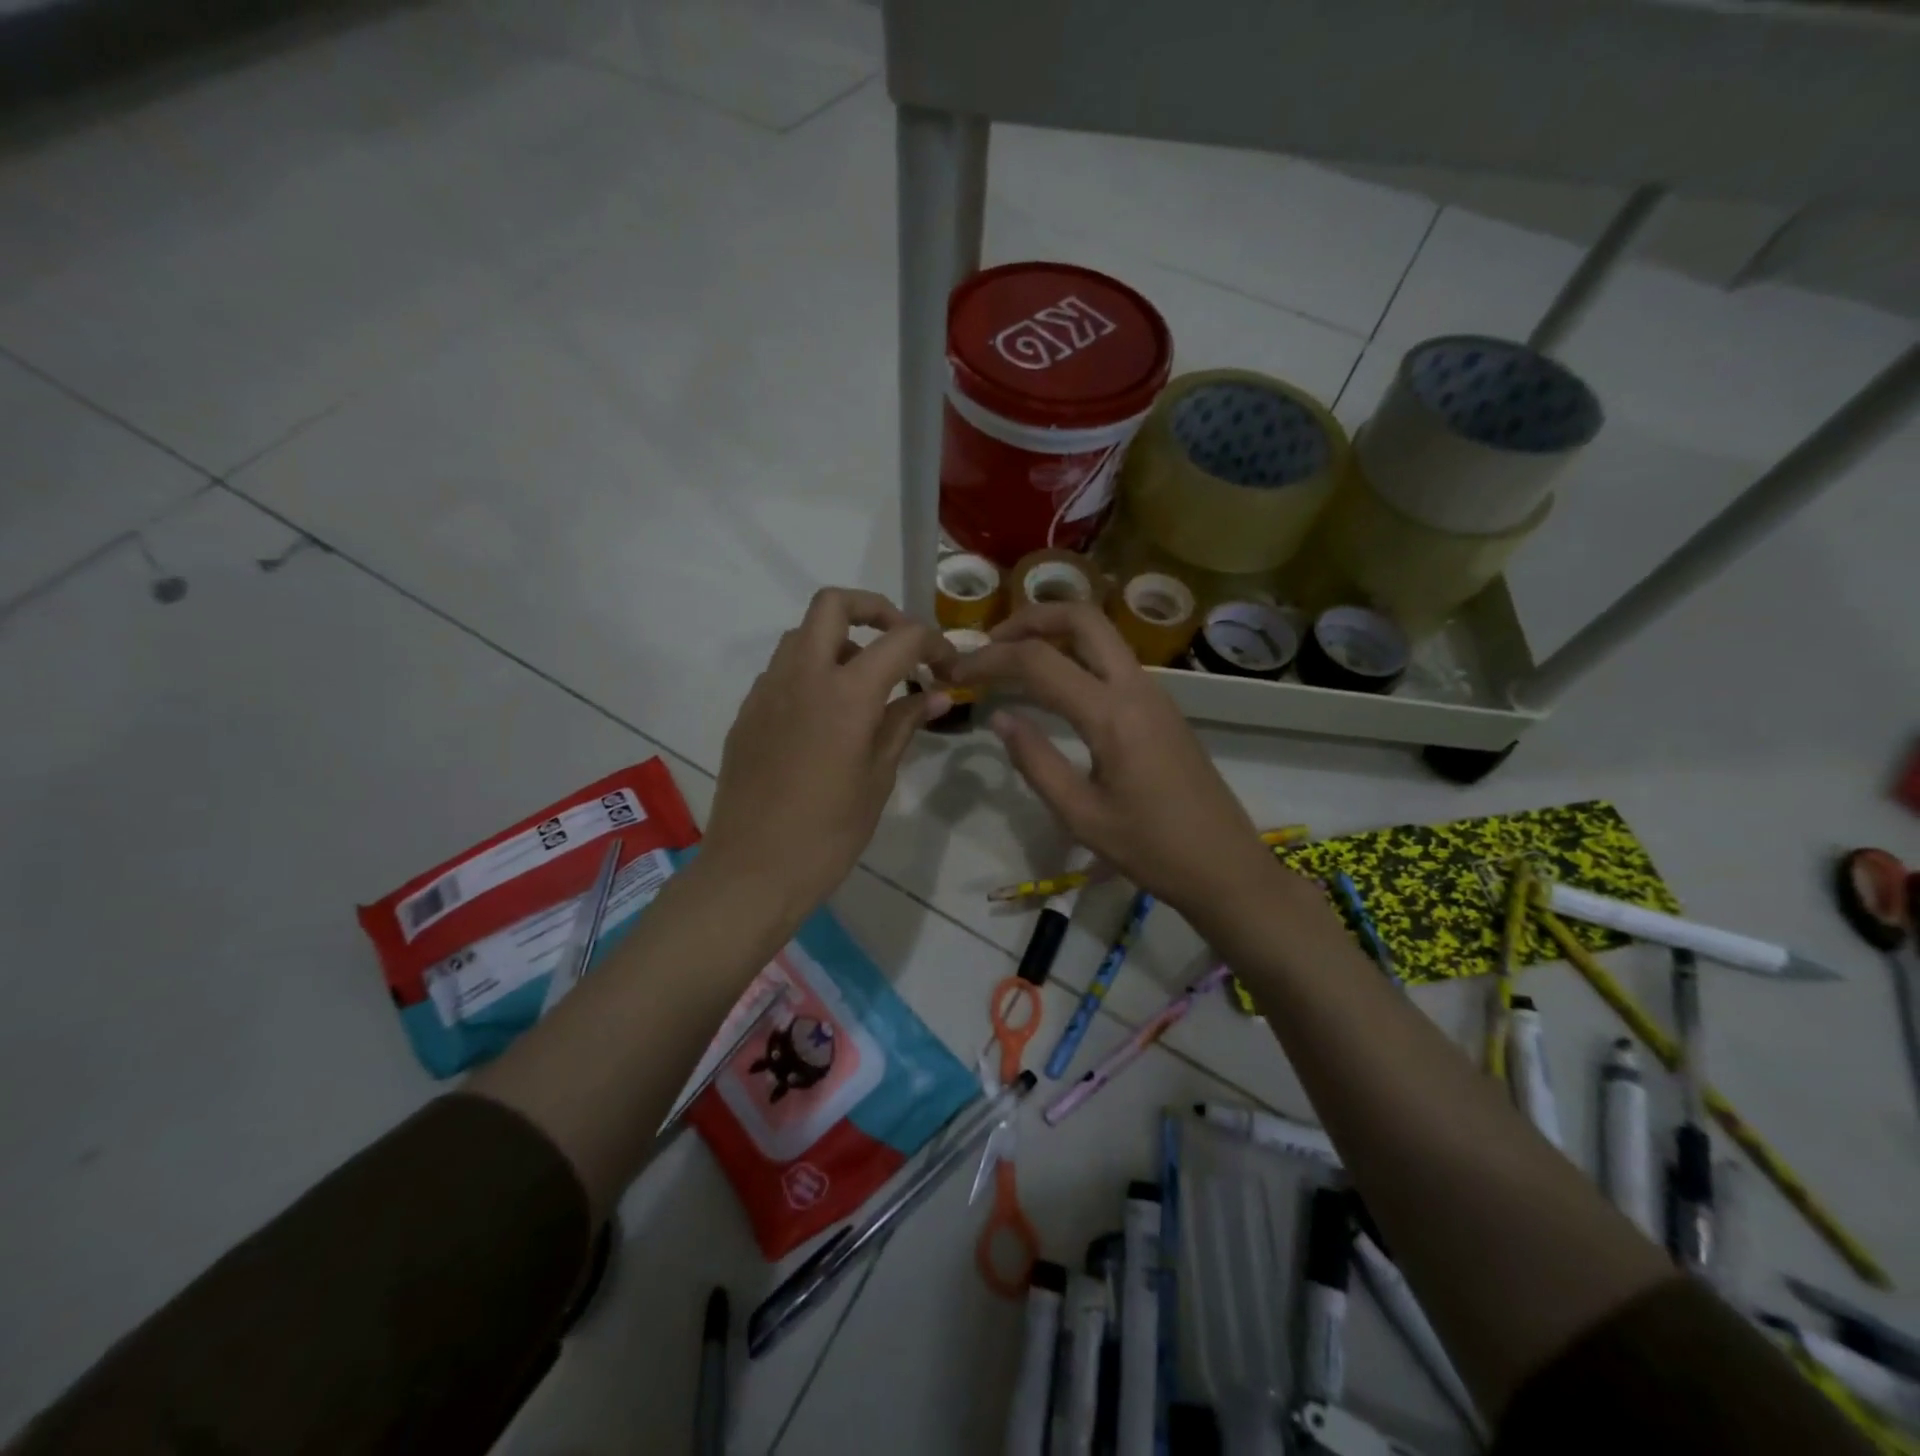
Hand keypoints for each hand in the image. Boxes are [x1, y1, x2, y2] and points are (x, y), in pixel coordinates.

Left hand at [703, 588, 953, 922]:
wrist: (752, 871)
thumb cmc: (828, 834)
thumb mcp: (878, 778)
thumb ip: (904, 724)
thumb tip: (937, 694)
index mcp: (845, 694)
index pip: (900, 639)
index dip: (933, 644)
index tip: (948, 668)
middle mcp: (802, 676)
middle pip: (834, 604)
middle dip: (875, 610)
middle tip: (900, 645)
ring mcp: (767, 691)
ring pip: (802, 635)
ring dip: (840, 642)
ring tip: (865, 685)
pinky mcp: (747, 712)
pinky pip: (783, 670)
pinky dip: (812, 672)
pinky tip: (827, 716)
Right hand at [950, 603, 1292, 927]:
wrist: (1225, 866)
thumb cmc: (1151, 849)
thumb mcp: (1081, 815)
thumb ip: (1035, 761)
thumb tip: (1000, 717)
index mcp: (1112, 715)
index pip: (1038, 662)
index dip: (989, 659)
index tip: (955, 671)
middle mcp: (1136, 688)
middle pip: (1081, 618)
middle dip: (1028, 618)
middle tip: (989, 644)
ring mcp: (1154, 693)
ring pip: (1100, 635)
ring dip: (1053, 633)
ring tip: (1010, 662)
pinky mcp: (1161, 707)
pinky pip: (1112, 661)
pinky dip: (1074, 655)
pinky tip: (1051, 688)